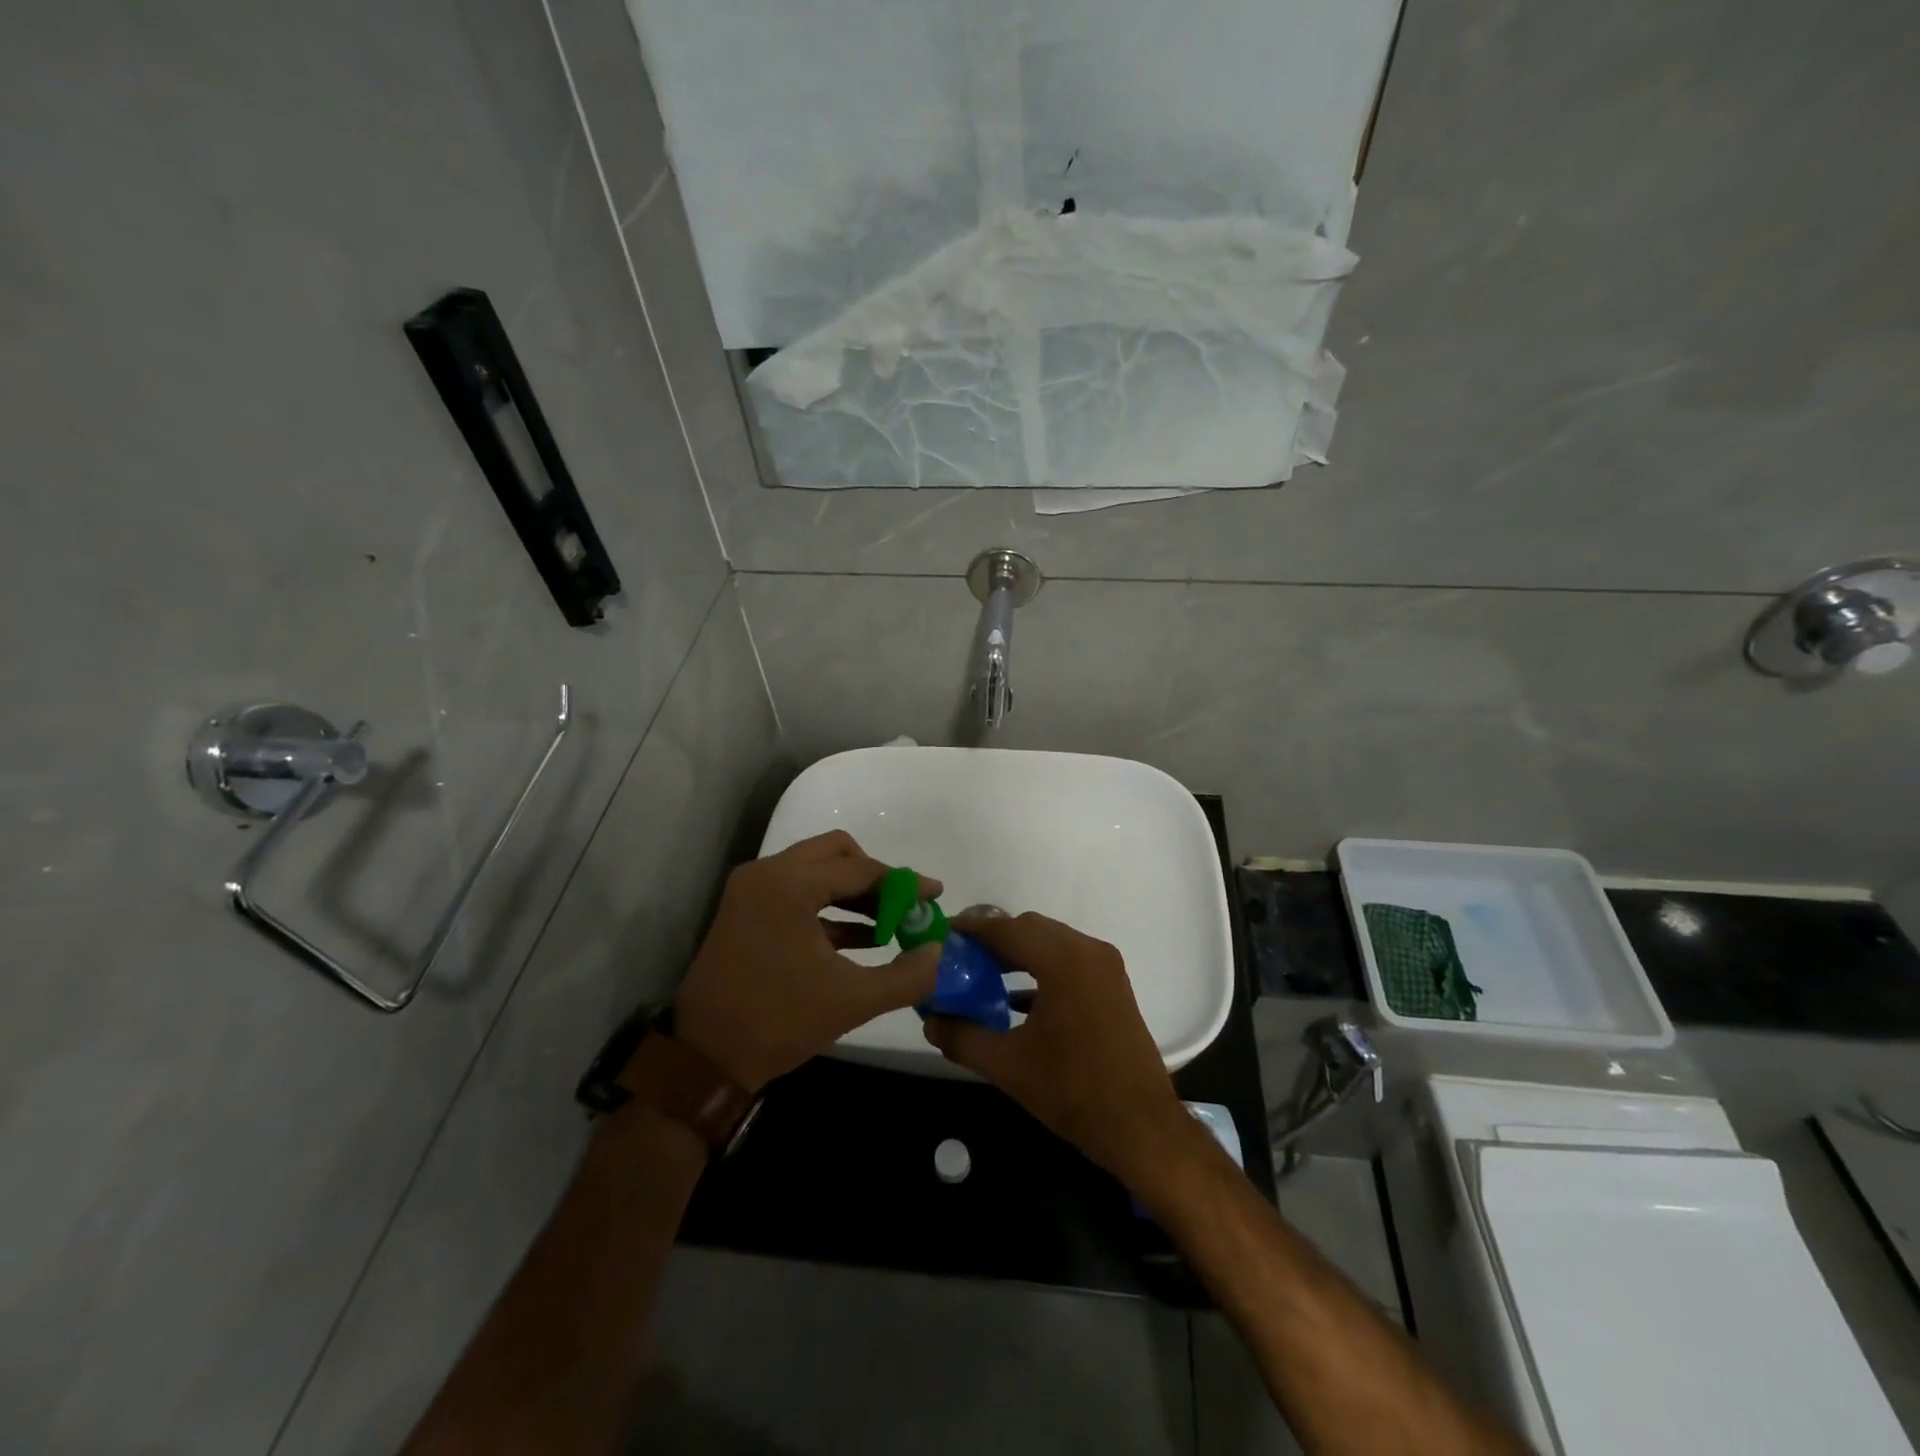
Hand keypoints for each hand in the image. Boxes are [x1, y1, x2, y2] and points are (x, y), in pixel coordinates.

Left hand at [671, 831, 940, 1093]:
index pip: (860, 869)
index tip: (935, 895)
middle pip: (837, 854)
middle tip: (905, 907)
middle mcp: (767, 874)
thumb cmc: (778, 1022)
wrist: (704, 1059)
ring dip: (854, 893)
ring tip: (889, 926)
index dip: (904, 883)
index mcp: (789, 884)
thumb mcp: (852, 1001)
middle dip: (876, 879)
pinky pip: (798, 892)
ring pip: (817, 871)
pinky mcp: (746, 910)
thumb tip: (938, 953)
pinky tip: (861, 939)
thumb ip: (905, 976)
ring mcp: (752, 890)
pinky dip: (829, 908)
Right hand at [923, 912, 1192, 1181]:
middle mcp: (1087, 951)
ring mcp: (1105, 966)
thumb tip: (929, 1020)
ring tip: (981, 976)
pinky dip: (1040, 968)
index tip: (944, 935)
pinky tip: (1015, 999)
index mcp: (1063, 961)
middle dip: (994, 940)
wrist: (1141, 1127)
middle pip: (1030, 929)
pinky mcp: (1112, 985)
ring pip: (1051, 943)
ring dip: (1017, 953)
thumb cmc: (1072, 1091)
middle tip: (960, 959)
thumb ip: (962, 1037)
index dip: (973, 929)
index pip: (1008, 929)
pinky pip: (1068, 961)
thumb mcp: (1007, 1065)